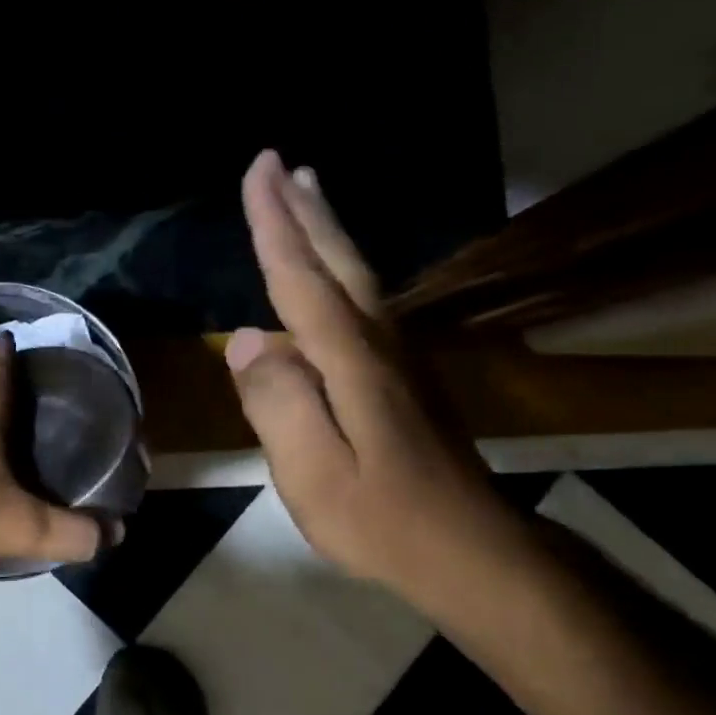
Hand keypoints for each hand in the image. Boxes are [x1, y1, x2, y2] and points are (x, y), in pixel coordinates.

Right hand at [226, 150, 520, 595]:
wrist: (470, 552)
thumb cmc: (382, 518)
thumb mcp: (314, 473)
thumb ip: (278, 403)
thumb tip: (245, 341)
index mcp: (350, 359)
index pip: (301, 278)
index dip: (275, 223)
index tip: (258, 170)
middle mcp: (377, 343)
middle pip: (336, 261)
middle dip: (303, 209)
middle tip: (280, 161)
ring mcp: (396, 358)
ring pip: (356, 275)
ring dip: (326, 228)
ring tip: (307, 191)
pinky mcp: (402, 377)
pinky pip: (363, 300)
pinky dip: (341, 267)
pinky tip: (335, 271)